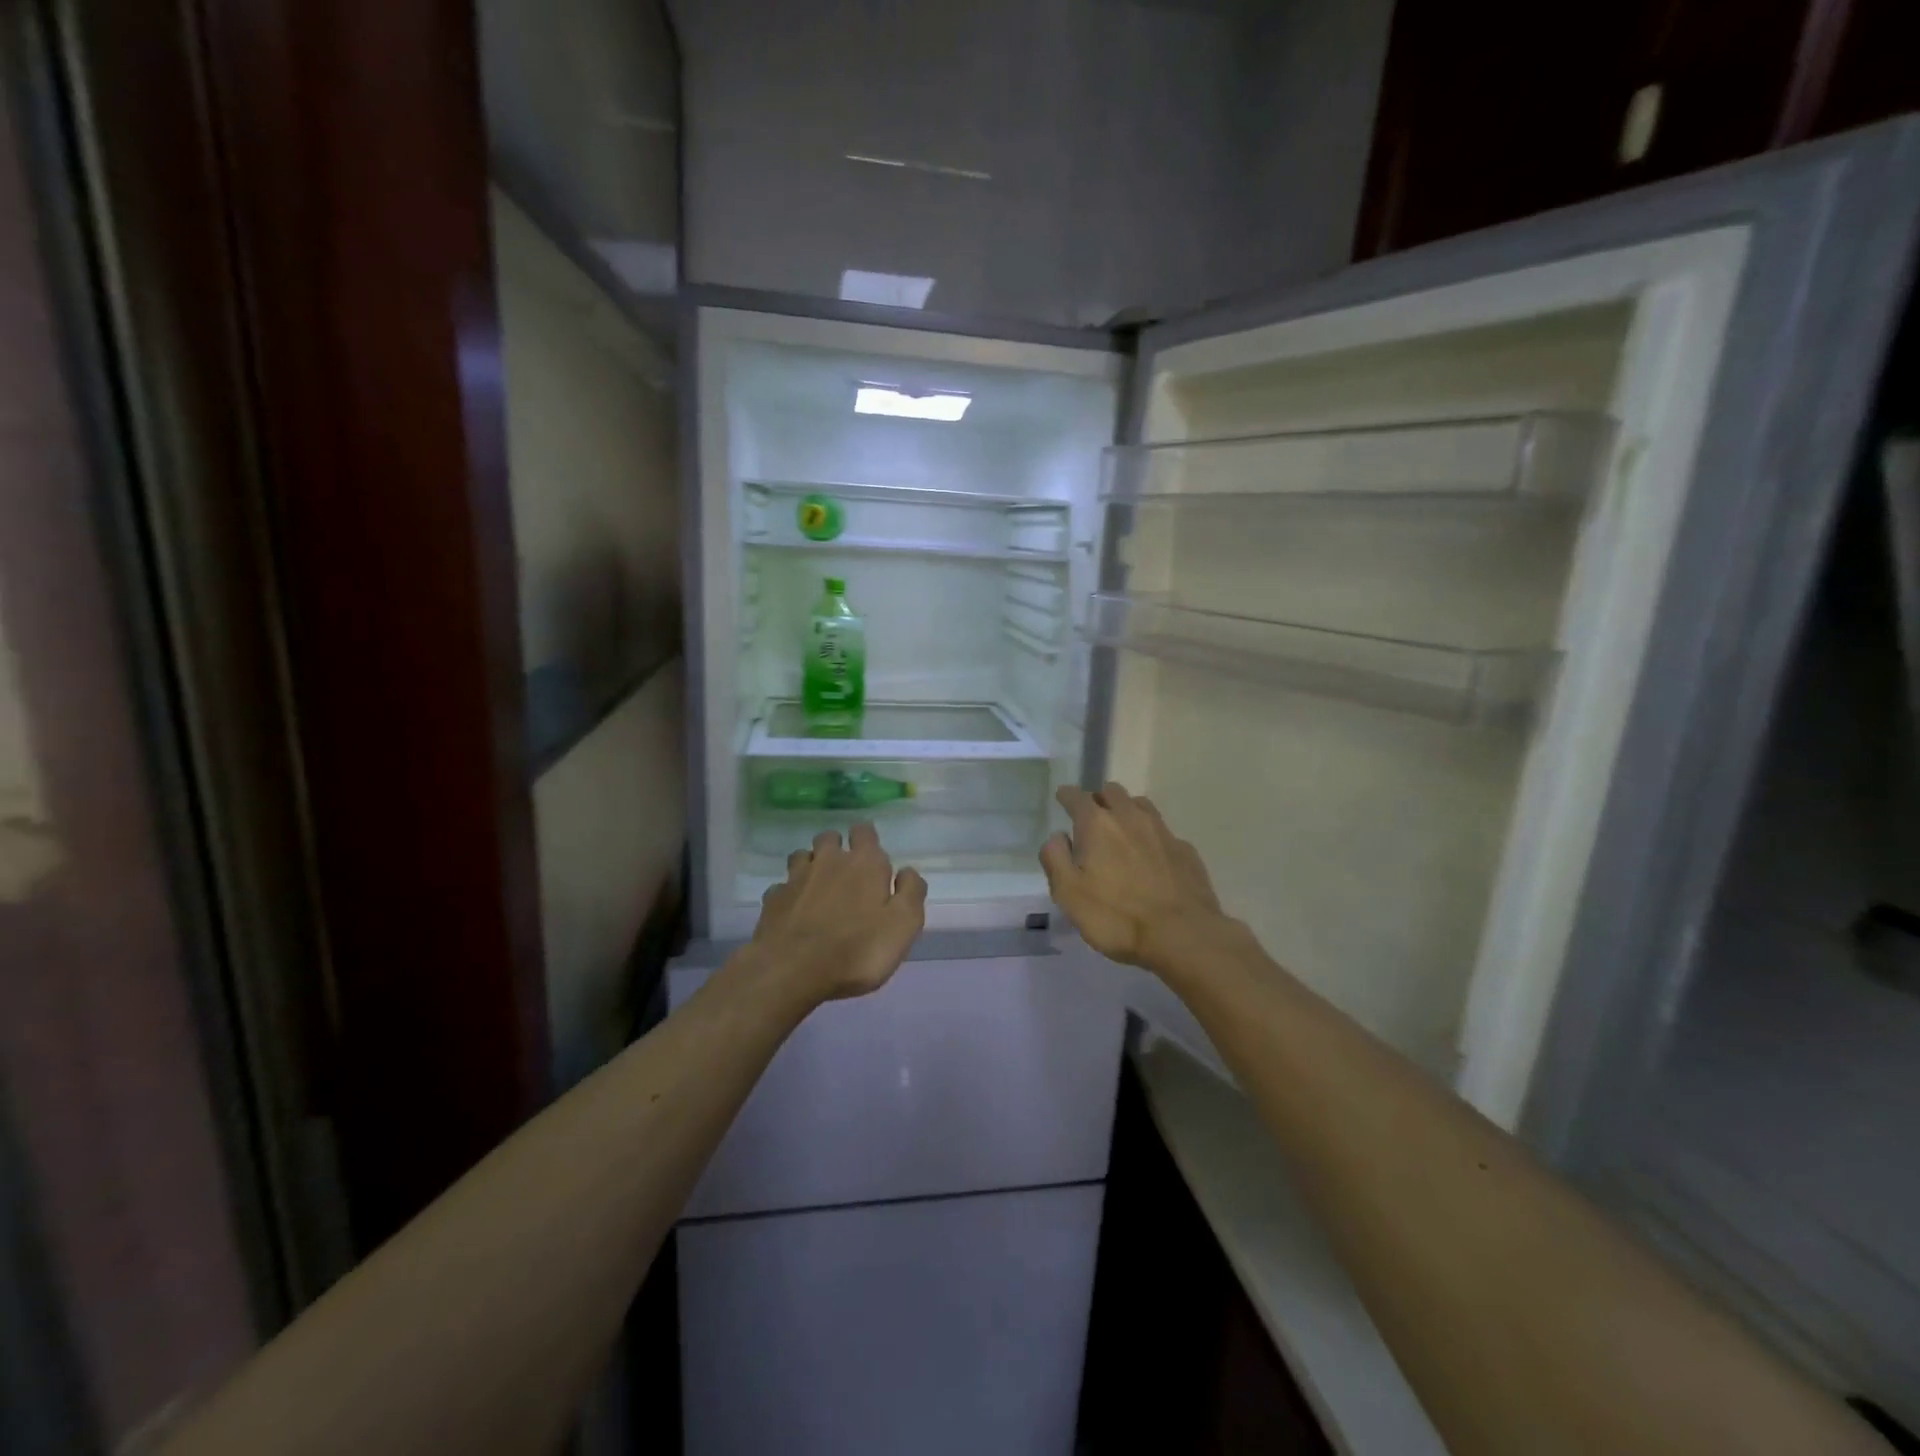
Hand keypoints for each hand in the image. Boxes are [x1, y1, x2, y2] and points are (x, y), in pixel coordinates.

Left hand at [752, 823, 927, 1003]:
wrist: (793, 971)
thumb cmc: (858, 949)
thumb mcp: (904, 925)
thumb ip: (911, 892)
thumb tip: (907, 871)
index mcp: (864, 862)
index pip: (864, 831)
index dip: (867, 840)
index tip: (872, 858)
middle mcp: (828, 860)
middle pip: (830, 838)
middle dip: (837, 848)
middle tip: (846, 874)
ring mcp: (796, 878)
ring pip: (803, 856)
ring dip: (811, 865)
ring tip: (818, 888)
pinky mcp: (773, 899)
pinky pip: (782, 886)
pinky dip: (789, 893)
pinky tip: (794, 911)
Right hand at [1041, 782, 1230, 971]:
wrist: (1182, 935)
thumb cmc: (1117, 916)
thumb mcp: (1069, 894)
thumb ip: (1056, 859)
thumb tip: (1057, 837)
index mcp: (1097, 825)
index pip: (1077, 797)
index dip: (1067, 795)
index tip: (1063, 797)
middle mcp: (1130, 818)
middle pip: (1112, 792)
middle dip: (1099, 798)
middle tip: (1091, 814)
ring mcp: (1162, 831)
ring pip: (1140, 804)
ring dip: (1126, 809)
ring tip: (1121, 826)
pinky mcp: (1185, 849)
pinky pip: (1162, 830)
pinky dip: (1151, 834)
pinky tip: (1151, 853)